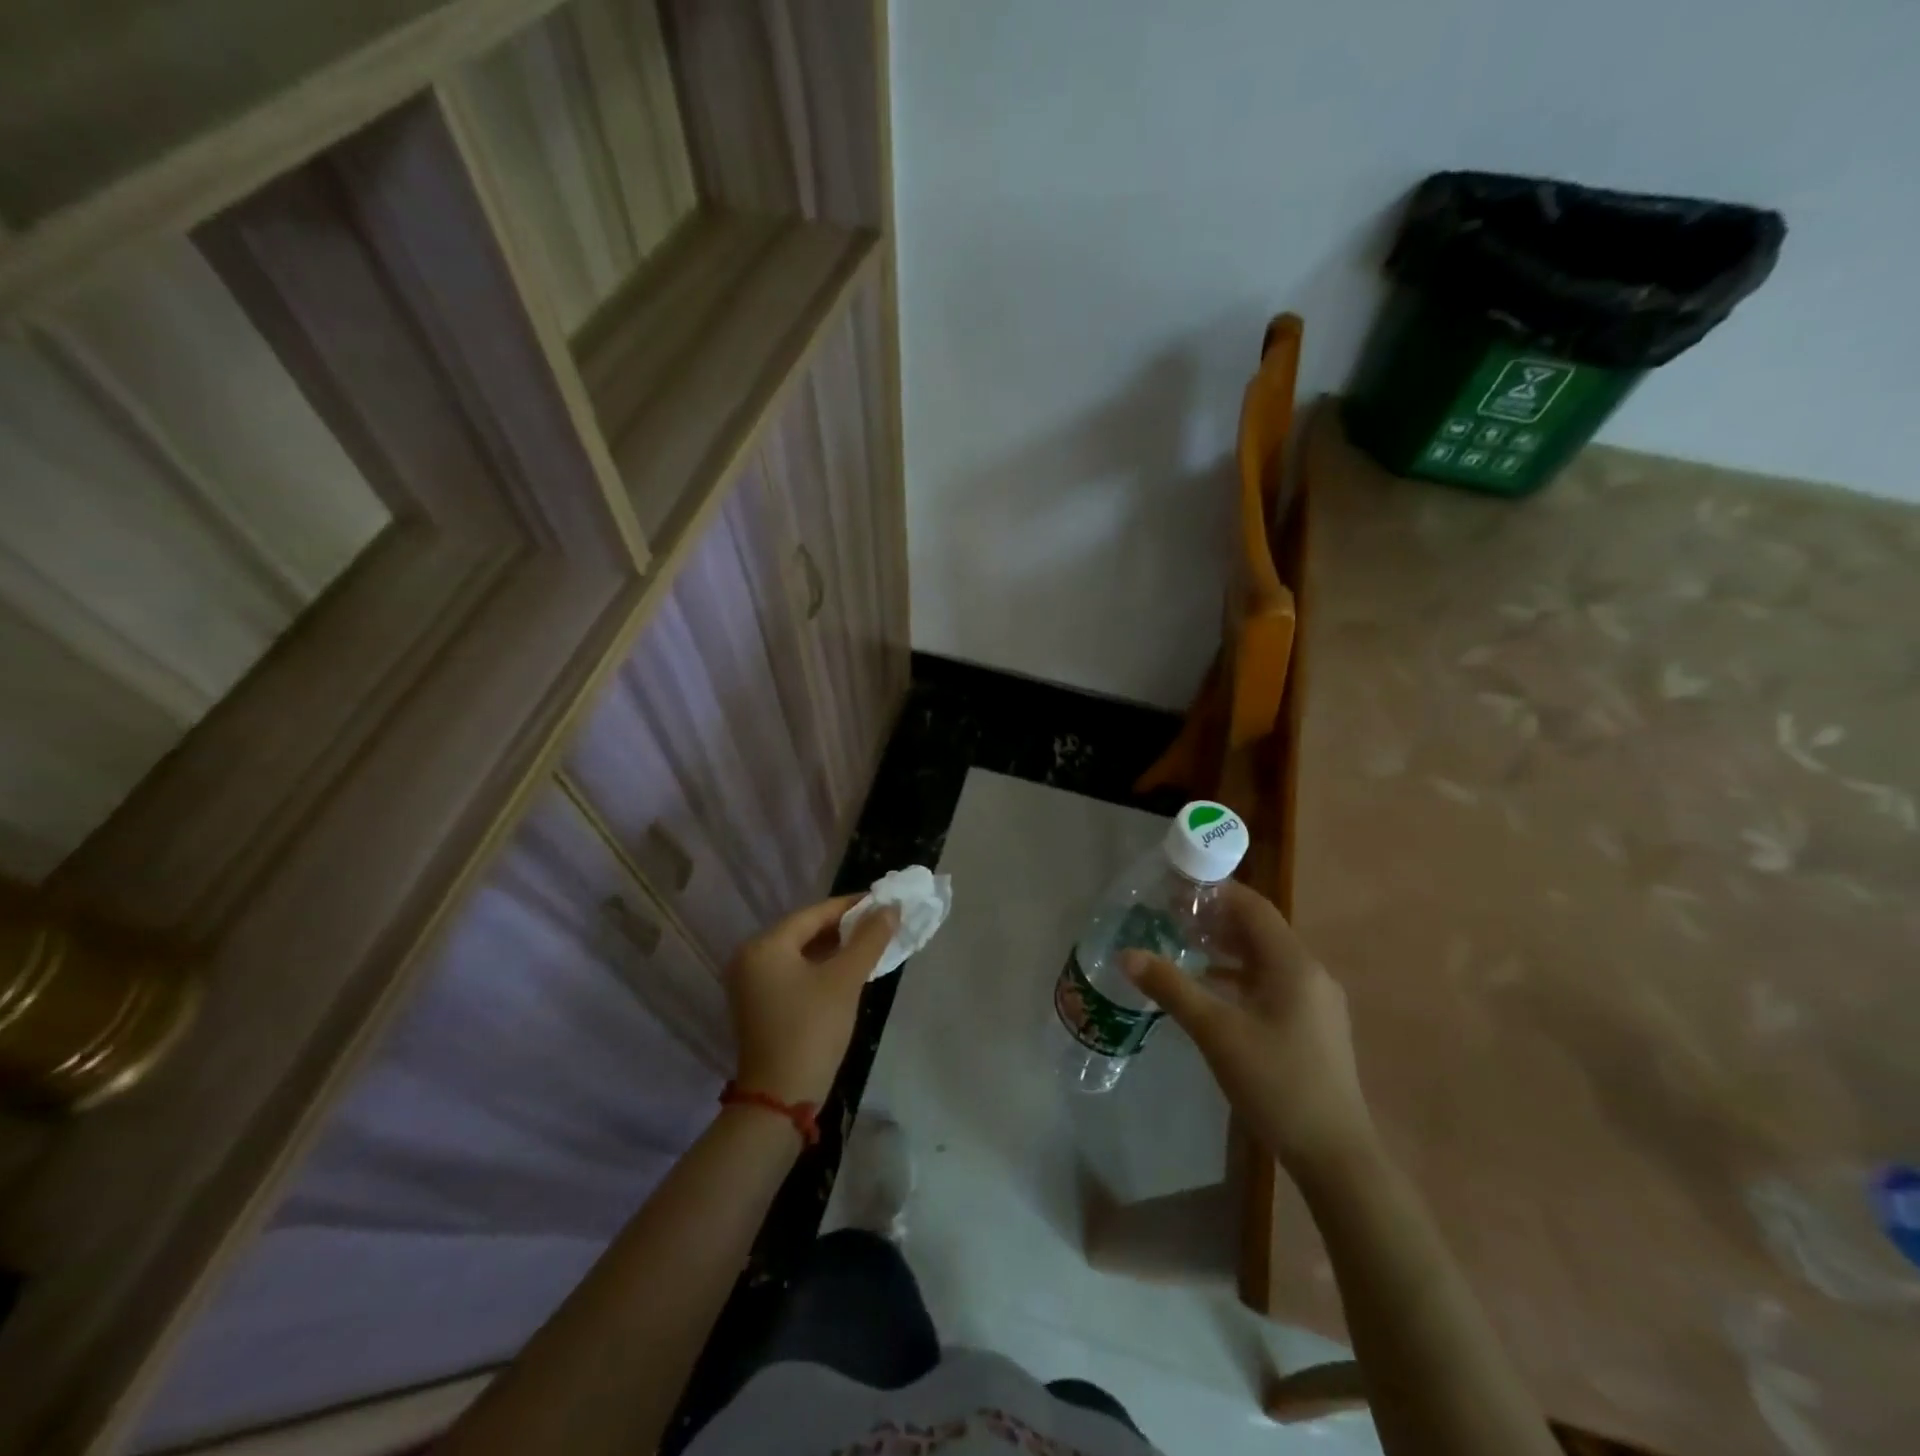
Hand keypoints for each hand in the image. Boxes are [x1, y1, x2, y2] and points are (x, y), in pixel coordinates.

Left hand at [725, 896, 898, 1105]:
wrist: (780, 1099)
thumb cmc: (812, 1030)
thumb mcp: (845, 980)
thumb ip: (869, 939)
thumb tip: (891, 908)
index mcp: (764, 945)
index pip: (814, 913)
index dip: (852, 906)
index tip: (884, 902)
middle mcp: (750, 958)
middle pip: (805, 931)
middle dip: (844, 927)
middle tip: (881, 923)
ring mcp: (751, 983)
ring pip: (800, 953)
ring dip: (834, 948)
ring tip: (870, 944)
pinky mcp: (759, 1005)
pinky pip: (793, 972)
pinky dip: (820, 968)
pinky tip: (847, 970)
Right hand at [1123, 881, 1373, 1176]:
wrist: (1335, 1154)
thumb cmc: (1276, 1083)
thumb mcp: (1216, 1032)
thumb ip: (1171, 988)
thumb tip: (1126, 954)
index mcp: (1293, 964)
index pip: (1253, 907)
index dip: (1216, 892)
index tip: (1176, 888)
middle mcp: (1310, 973)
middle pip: (1259, 929)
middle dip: (1216, 919)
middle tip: (1171, 917)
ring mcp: (1316, 1001)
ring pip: (1265, 958)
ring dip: (1226, 948)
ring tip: (1184, 947)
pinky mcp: (1313, 1025)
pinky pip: (1272, 982)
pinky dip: (1240, 976)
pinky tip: (1211, 990)